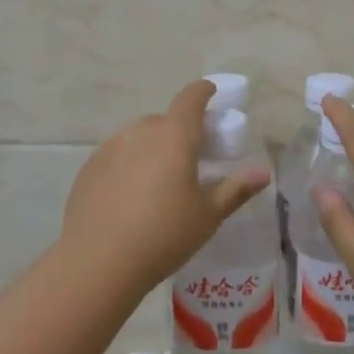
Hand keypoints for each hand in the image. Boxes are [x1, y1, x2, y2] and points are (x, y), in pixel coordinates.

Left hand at [60, 80, 271, 294]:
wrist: (99, 262)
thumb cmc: (164, 235)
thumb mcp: (208, 215)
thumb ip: (236, 189)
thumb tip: (263, 173)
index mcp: (174, 135)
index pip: (191, 98)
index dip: (203, 91)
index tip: (211, 94)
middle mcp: (141, 131)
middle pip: (164, 121)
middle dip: (179, 132)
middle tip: (190, 159)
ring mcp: (110, 147)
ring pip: (138, 137)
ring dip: (152, 148)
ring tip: (158, 183)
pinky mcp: (89, 167)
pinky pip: (116, 156)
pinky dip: (128, 165)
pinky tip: (129, 198)